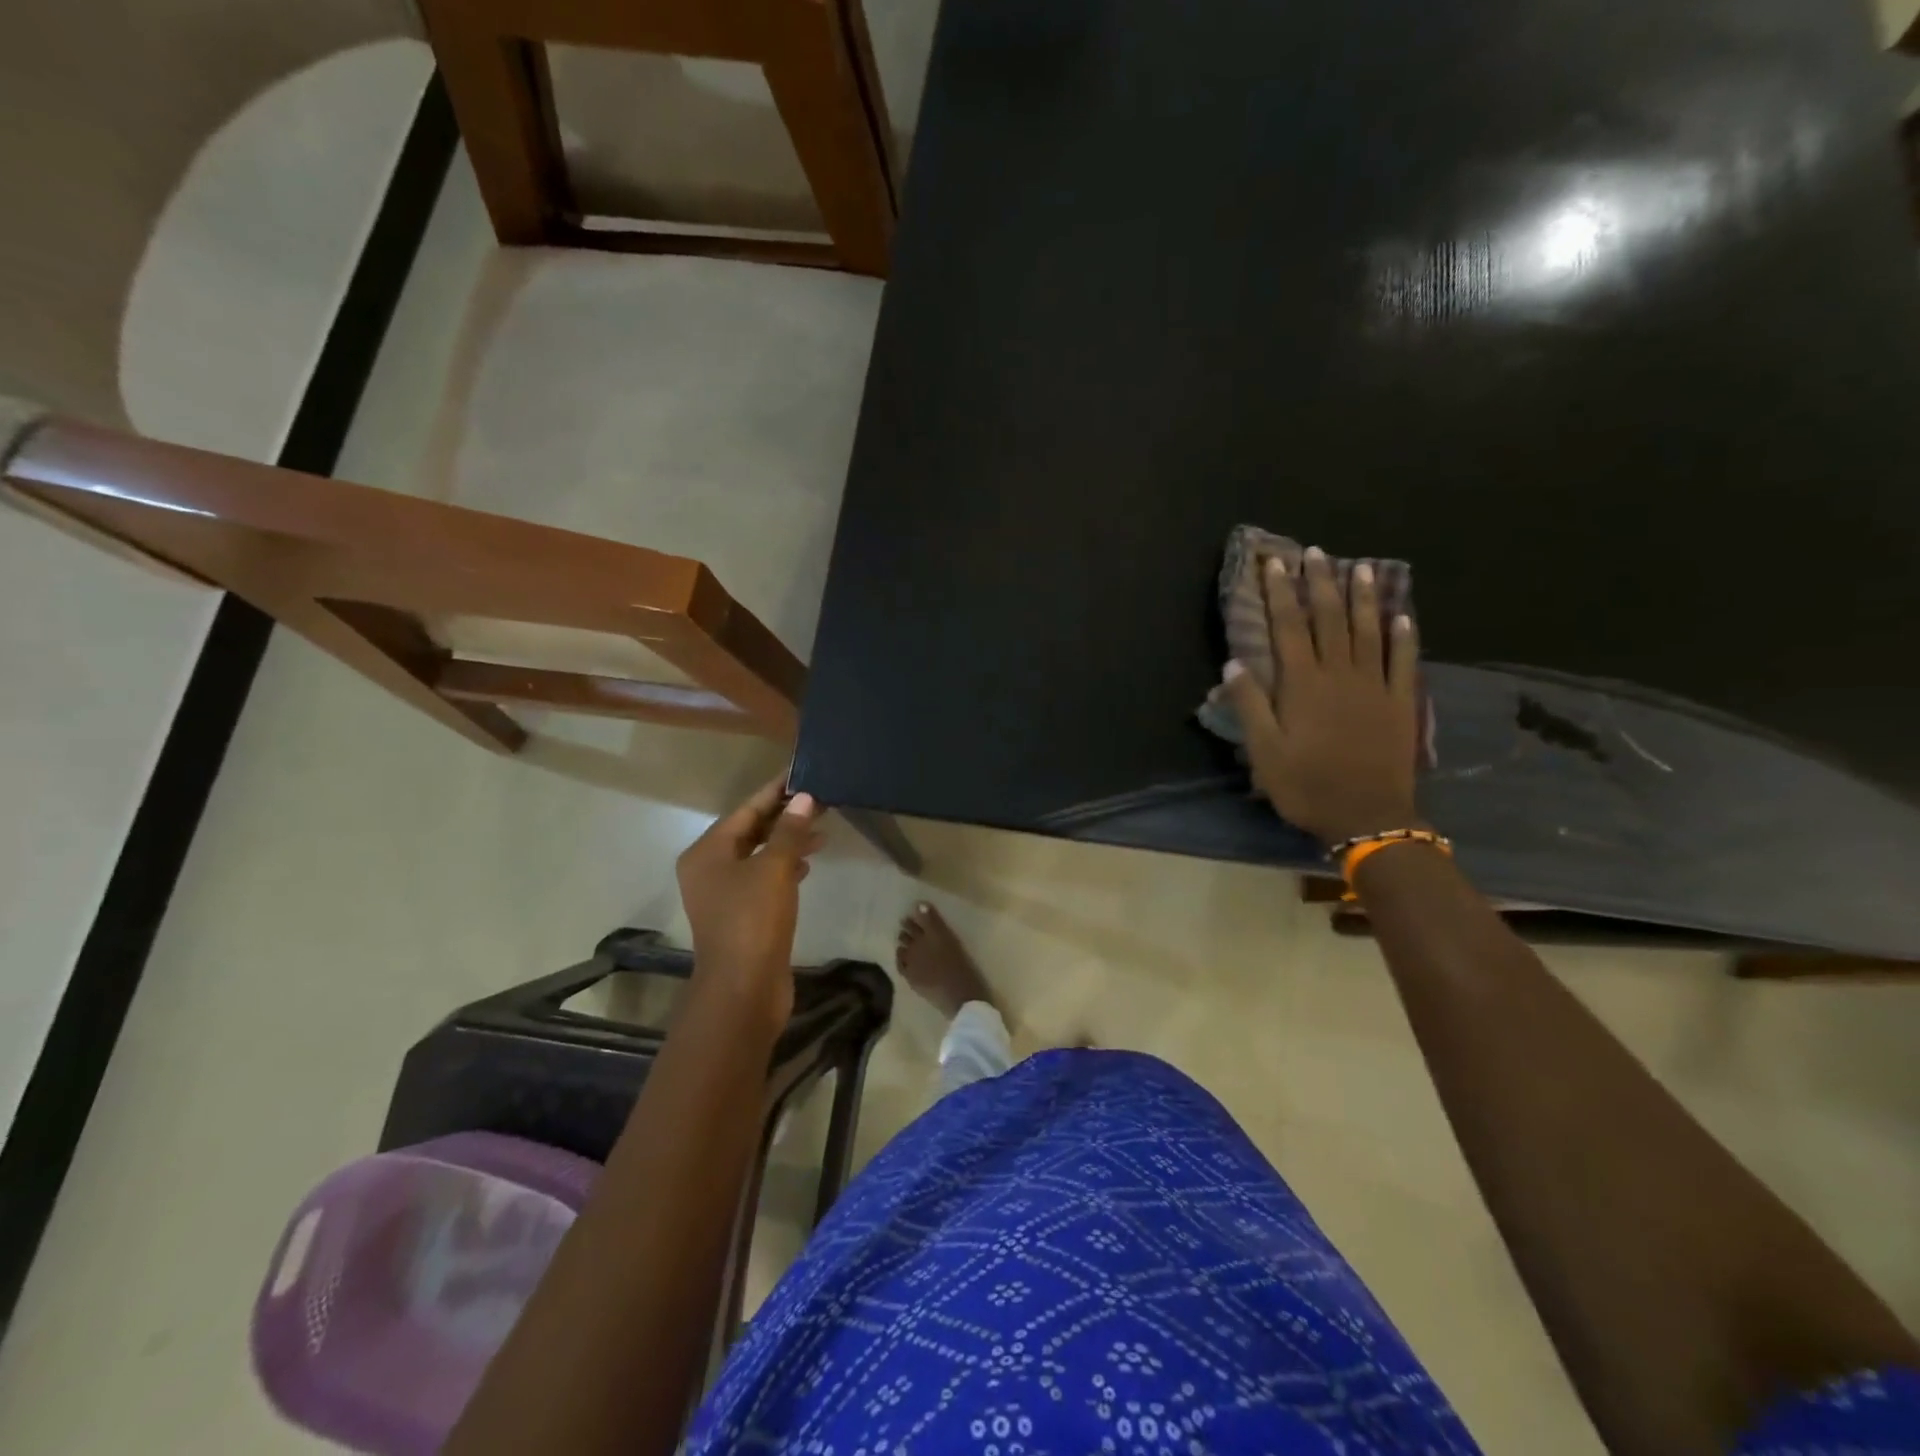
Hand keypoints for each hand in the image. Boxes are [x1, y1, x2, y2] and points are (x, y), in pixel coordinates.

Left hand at [675, 777, 824, 1018]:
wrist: (743, 989)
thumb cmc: (753, 921)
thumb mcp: (774, 869)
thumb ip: (790, 831)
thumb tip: (805, 798)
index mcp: (706, 853)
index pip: (745, 810)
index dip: (775, 791)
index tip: (802, 773)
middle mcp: (709, 869)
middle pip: (750, 831)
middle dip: (785, 816)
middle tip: (820, 801)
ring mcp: (724, 894)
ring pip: (759, 855)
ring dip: (788, 841)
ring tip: (821, 831)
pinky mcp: (742, 915)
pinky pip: (763, 878)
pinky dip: (784, 867)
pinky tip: (807, 864)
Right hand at [1222, 546, 1421, 845]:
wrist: (1367, 816)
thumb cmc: (1306, 785)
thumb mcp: (1264, 751)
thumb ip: (1250, 705)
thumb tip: (1234, 663)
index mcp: (1303, 684)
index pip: (1289, 627)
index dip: (1280, 594)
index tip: (1275, 564)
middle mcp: (1340, 674)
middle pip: (1330, 619)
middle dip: (1321, 583)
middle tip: (1316, 552)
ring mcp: (1375, 685)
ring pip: (1369, 630)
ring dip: (1364, 597)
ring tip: (1361, 567)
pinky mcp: (1400, 701)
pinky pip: (1404, 659)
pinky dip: (1404, 634)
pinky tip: (1403, 613)